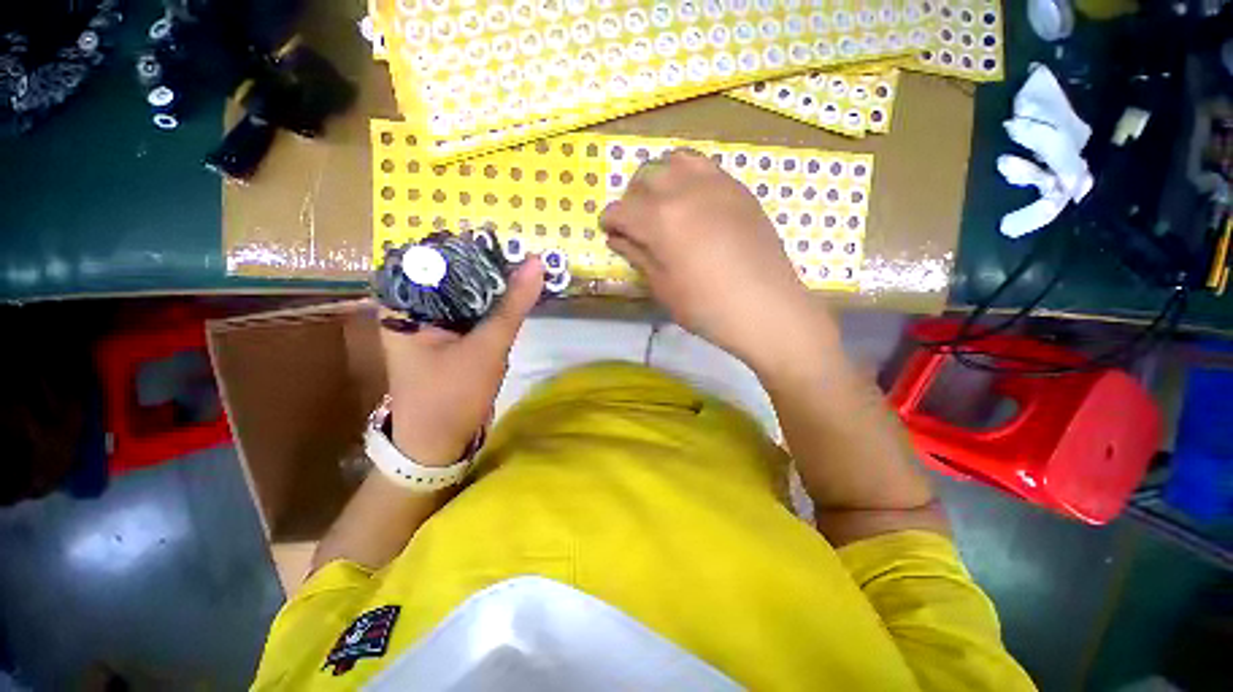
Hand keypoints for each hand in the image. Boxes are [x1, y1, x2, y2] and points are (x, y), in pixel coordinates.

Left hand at [379, 258, 543, 465]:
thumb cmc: (452, 395)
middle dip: (487, 268)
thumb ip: (512, 305)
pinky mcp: (448, 338)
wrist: (438, 445)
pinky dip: (493, 306)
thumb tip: (536, 263)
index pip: (435, 257)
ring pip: (465, 293)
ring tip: (523, 272)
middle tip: (522, 257)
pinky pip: (472, 312)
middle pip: (452, 274)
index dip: (471, 248)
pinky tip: (514, 298)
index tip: (506, 244)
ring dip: (493, 286)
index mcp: (404, 304)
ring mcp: (431, 324)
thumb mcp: (487, 347)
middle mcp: (412, 308)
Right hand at [600, 149, 835, 370]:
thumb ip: (638, 255)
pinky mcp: (738, 188)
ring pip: (674, 161)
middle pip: (643, 178)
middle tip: (636, 223)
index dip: (609, 222)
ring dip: (659, 179)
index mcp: (659, 220)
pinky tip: (693, 201)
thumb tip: (618, 239)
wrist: (765, 307)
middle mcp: (683, 190)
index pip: (620, 210)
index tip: (610, 233)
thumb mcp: (663, 287)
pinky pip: (705, 166)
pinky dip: (688, 176)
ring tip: (663, 204)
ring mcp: (715, 184)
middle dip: (631, 199)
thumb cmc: (706, 306)